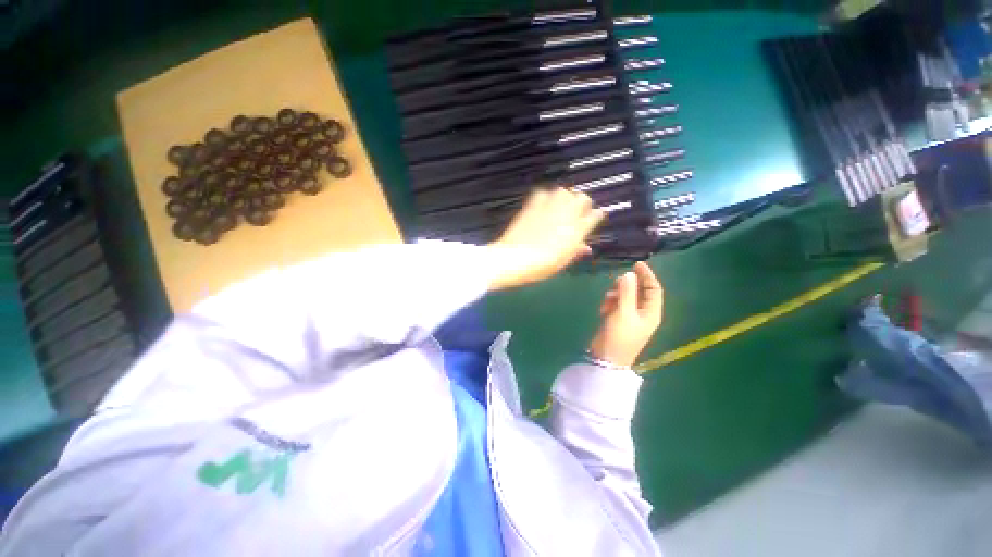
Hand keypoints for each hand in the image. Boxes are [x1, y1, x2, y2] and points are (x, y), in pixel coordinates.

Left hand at [488, 187, 604, 290]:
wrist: (516, 258)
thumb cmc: (542, 266)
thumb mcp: (563, 261)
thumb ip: (576, 250)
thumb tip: (586, 247)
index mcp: (578, 230)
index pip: (595, 215)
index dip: (595, 216)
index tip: (594, 218)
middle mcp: (567, 214)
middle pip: (583, 198)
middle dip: (582, 204)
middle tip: (576, 212)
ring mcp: (549, 207)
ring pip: (565, 191)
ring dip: (565, 197)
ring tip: (560, 207)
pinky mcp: (533, 204)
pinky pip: (543, 193)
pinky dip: (545, 197)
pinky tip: (542, 206)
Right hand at [588, 262, 663, 367]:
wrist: (606, 358)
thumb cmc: (619, 336)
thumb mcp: (623, 312)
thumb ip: (626, 292)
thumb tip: (628, 274)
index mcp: (651, 312)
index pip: (654, 289)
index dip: (647, 275)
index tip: (636, 263)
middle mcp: (643, 313)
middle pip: (639, 292)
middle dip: (627, 286)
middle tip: (615, 282)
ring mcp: (630, 317)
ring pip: (626, 297)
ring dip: (616, 295)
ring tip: (607, 300)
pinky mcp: (618, 320)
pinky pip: (616, 305)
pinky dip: (610, 303)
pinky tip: (603, 310)